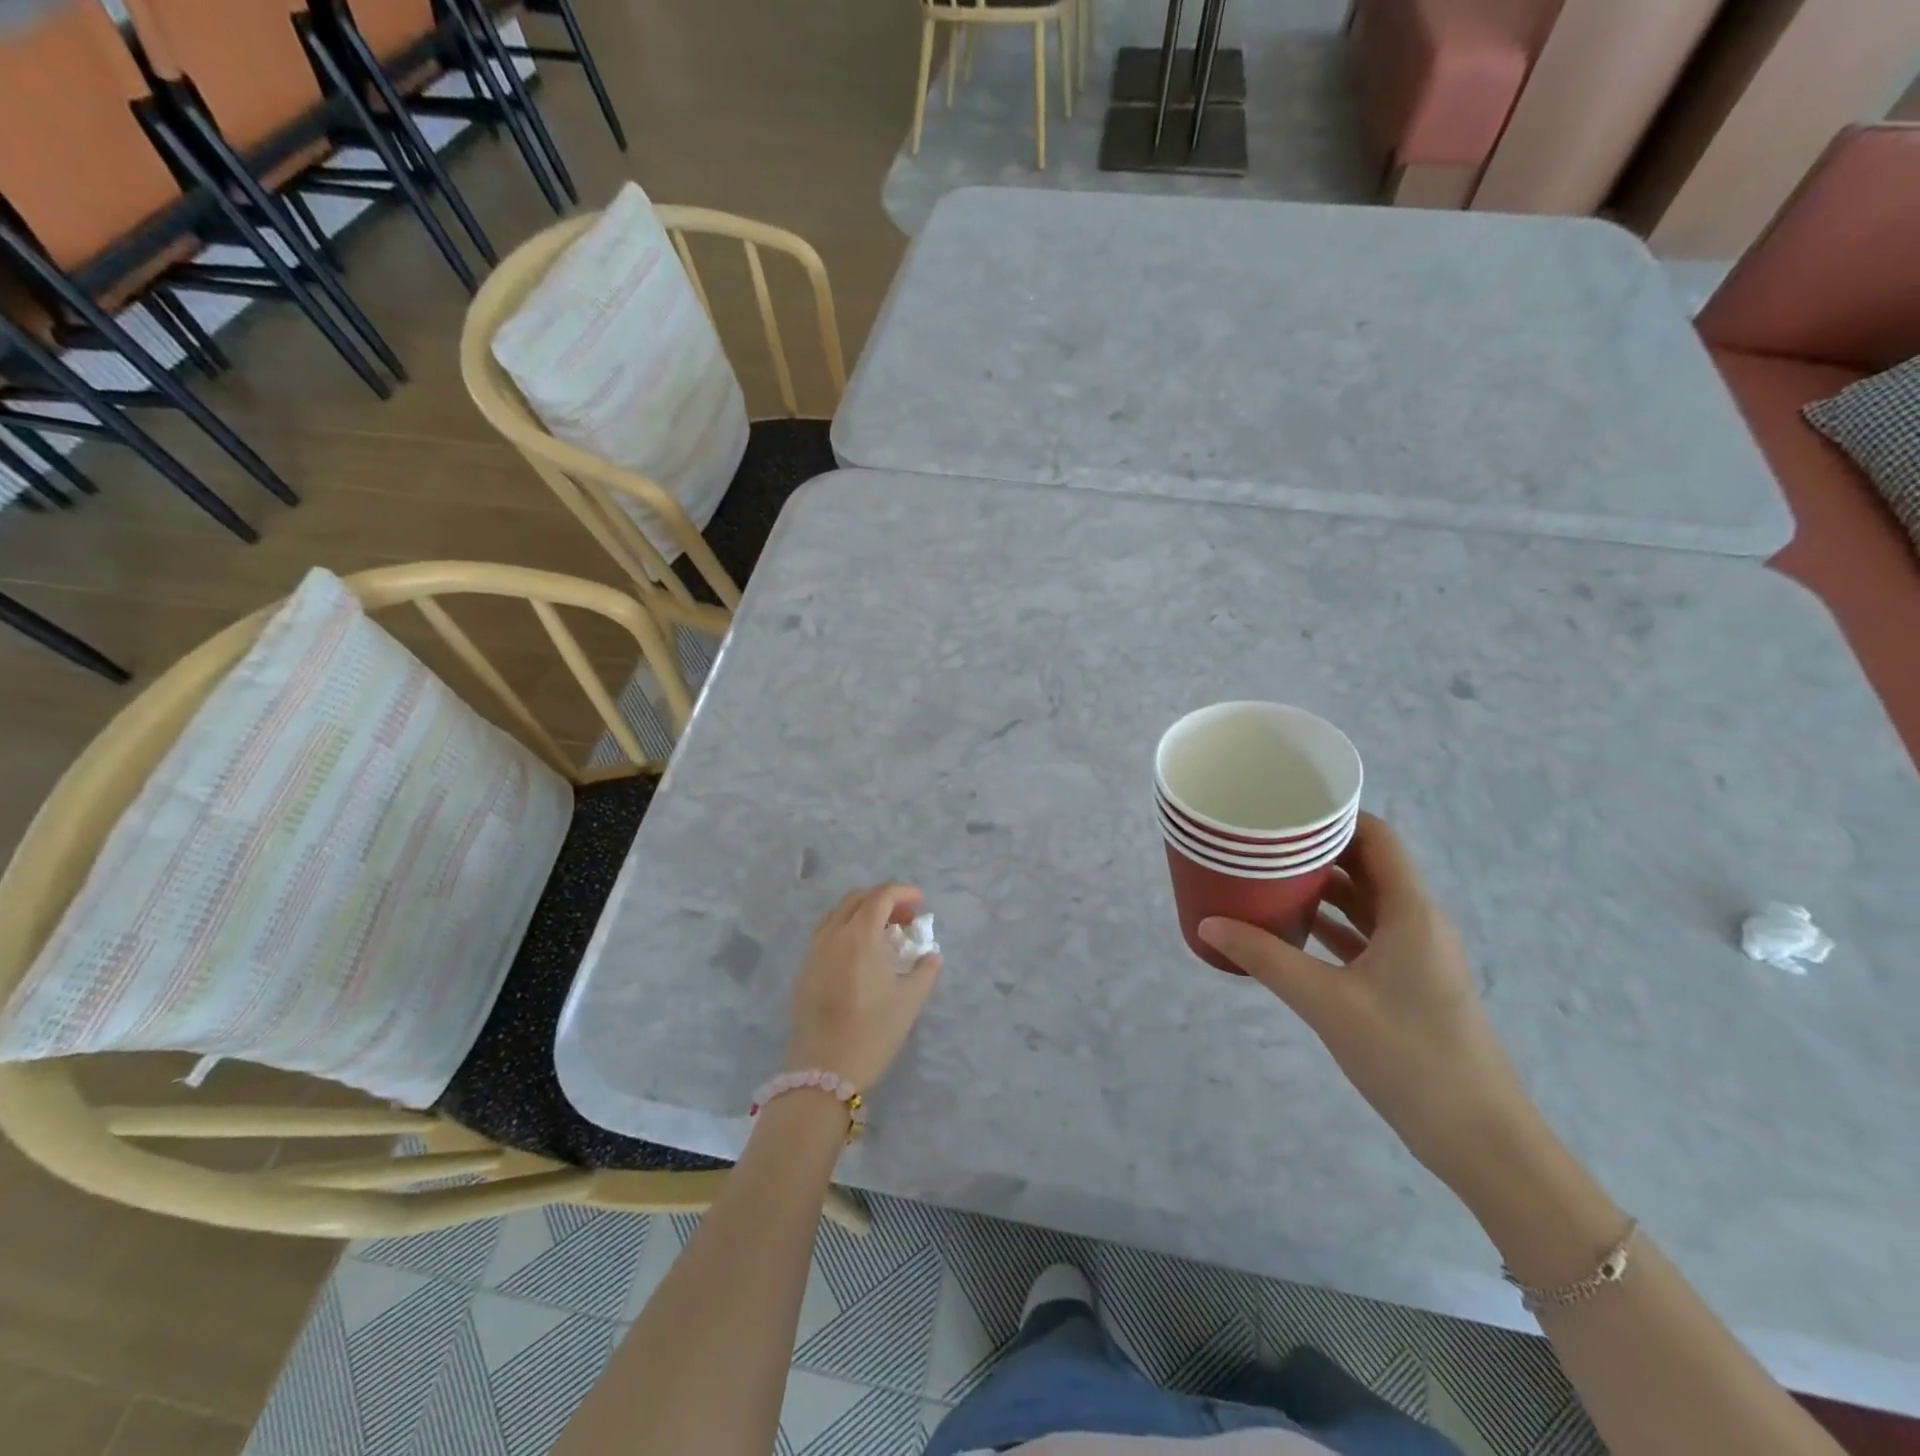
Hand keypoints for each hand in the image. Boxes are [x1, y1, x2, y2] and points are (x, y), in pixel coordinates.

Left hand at [784, 884, 943, 1092]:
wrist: (823, 1070)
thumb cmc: (872, 1032)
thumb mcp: (910, 1001)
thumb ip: (925, 970)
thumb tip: (931, 955)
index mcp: (860, 935)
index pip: (881, 896)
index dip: (904, 892)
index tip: (921, 903)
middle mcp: (833, 935)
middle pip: (857, 899)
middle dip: (884, 900)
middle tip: (905, 919)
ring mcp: (814, 951)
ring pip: (838, 914)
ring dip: (862, 913)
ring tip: (883, 934)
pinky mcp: (804, 970)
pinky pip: (825, 933)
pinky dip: (846, 929)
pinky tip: (859, 954)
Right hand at [1198, 814, 1543, 1196]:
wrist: (1480, 1139)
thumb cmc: (1409, 1057)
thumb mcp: (1326, 1002)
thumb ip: (1265, 959)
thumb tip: (1208, 924)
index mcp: (1412, 912)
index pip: (1377, 838)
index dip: (1335, 815)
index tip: (1285, 808)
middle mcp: (1418, 922)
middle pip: (1368, 864)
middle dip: (1318, 849)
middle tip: (1264, 840)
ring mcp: (1416, 954)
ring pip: (1366, 901)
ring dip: (1323, 887)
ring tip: (1268, 875)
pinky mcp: (1409, 983)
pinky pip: (1365, 935)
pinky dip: (1331, 923)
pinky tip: (1291, 927)